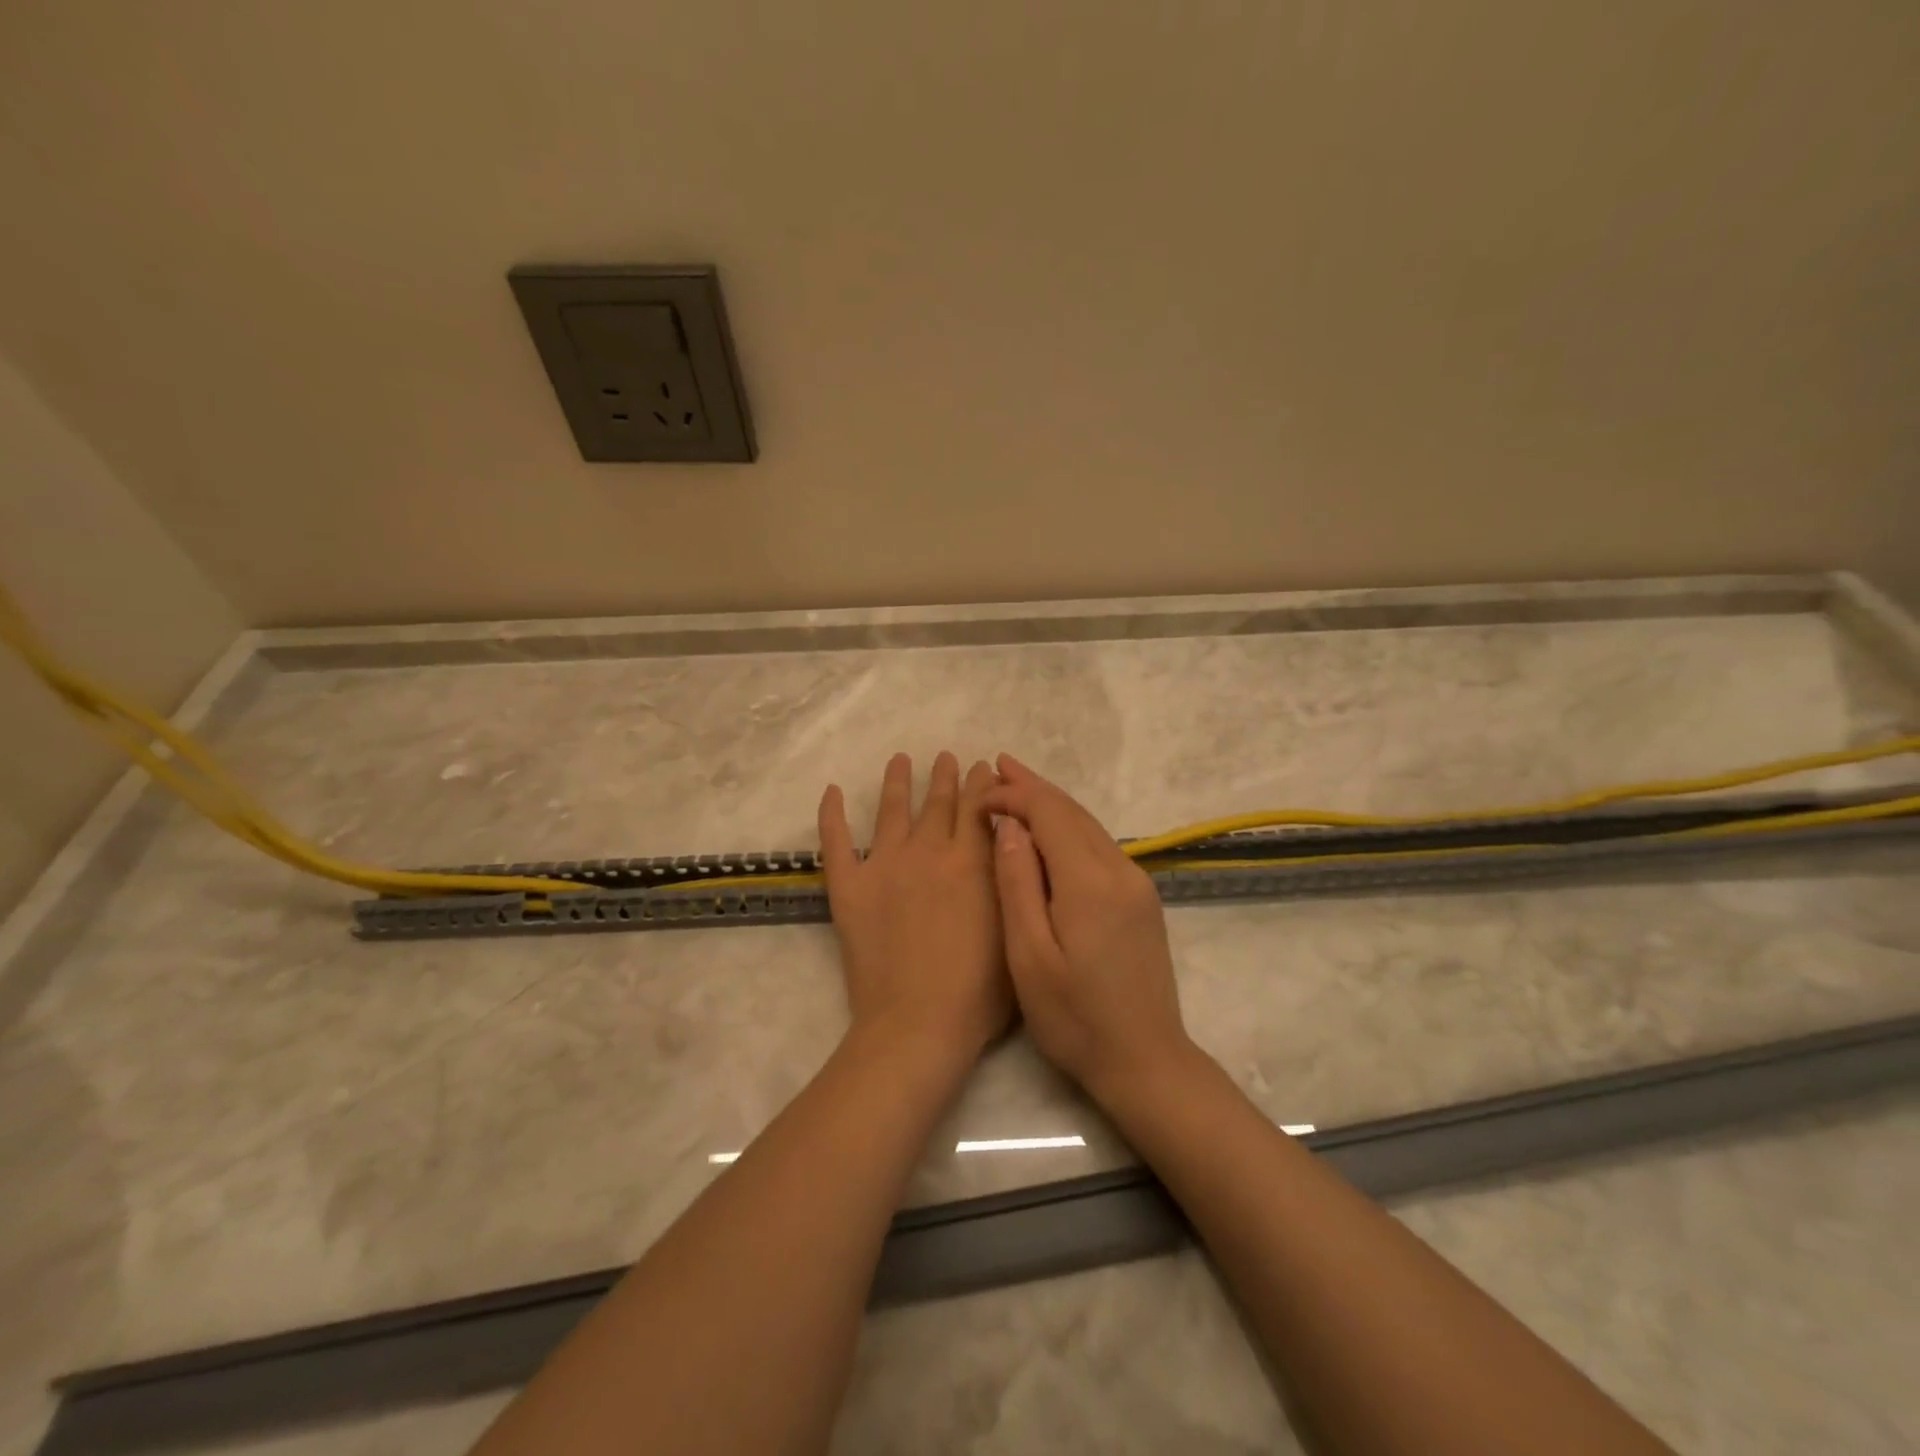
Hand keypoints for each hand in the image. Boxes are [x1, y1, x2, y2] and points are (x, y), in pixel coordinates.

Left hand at [818, 752, 1011, 1062]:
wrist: (919, 1023)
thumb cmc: (980, 992)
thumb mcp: (1015, 929)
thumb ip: (1014, 882)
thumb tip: (1013, 844)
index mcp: (973, 861)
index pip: (979, 807)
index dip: (982, 784)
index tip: (983, 767)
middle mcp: (930, 851)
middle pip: (939, 802)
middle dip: (946, 776)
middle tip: (948, 757)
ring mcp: (885, 865)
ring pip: (892, 810)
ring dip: (898, 781)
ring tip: (901, 759)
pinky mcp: (849, 886)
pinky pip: (836, 841)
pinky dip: (832, 814)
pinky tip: (832, 790)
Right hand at [984, 754, 1195, 1100]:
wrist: (1145, 1061)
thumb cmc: (1075, 1018)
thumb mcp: (1029, 957)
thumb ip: (1018, 885)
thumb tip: (1010, 827)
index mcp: (1090, 882)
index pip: (1050, 814)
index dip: (1014, 796)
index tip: (980, 796)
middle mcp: (1120, 871)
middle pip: (1073, 811)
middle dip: (1033, 786)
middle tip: (997, 764)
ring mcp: (1136, 884)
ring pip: (1089, 826)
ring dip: (1052, 803)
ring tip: (1017, 785)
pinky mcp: (1141, 899)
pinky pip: (1099, 846)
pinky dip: (1069, 828)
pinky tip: (1049, 831)